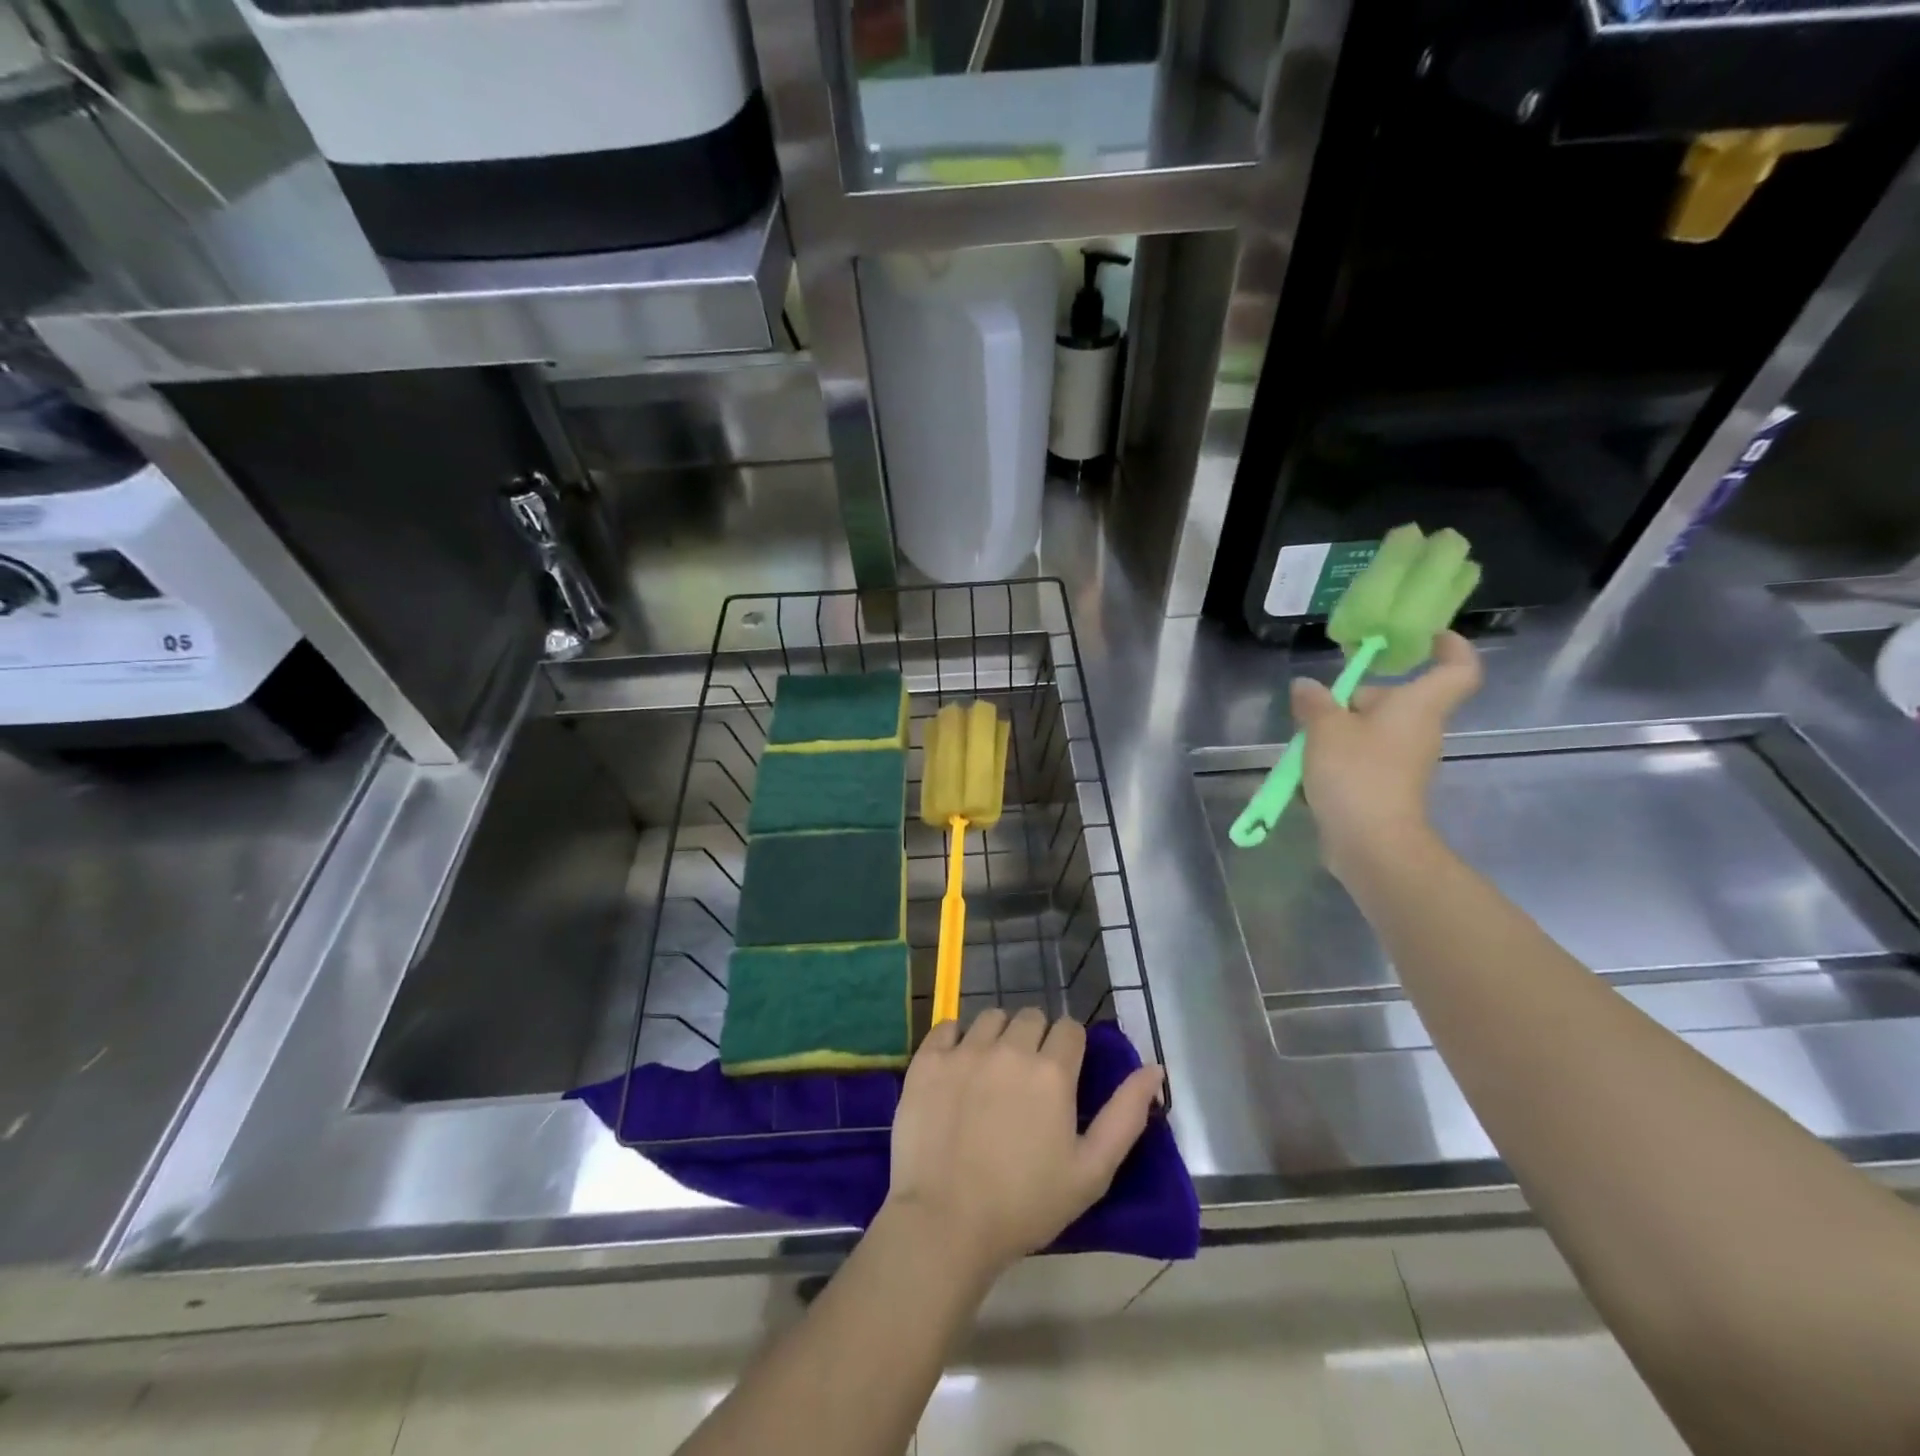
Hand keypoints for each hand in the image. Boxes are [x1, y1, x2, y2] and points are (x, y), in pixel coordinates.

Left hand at [883, 1008, 1164, 1281]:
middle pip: (1031, 1017)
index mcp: (1052, 1071)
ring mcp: (965, 1050)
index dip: (1070, 1049)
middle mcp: (1009, 1048)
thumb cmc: (1026, 1204)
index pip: (1070, 1029)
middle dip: (1036, 1039)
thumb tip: (1155, 1068)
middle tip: (1027, 1079)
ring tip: (992, 1072)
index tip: (1062, 1076)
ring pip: (990, 1017)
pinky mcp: (927, 1060)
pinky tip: (957, 1068)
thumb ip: (1126, 1115)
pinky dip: (956, 1039)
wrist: (946, 1223)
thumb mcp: (1092, 1171)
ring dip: (998, 1035)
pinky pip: (947, 1026)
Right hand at [1292, 630, 1481, 878]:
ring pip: (1371, 731)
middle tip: (1315, 707)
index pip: (1457, 669)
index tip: (1428, 637)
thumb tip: (1306, 686)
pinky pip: (1363, 759)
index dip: (1450, 647)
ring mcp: (1404, 762)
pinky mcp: (1387, 788)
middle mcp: (1418, 730)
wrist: (1372, 844)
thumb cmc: (1357, 774)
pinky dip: (1337, 759)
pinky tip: (1306, 773)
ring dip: (1338, 732)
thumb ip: (1314, 703)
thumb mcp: (1323, 729)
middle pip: (1393, 700)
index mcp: (1417, 706)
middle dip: (1354, 699)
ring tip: (1303, 743)